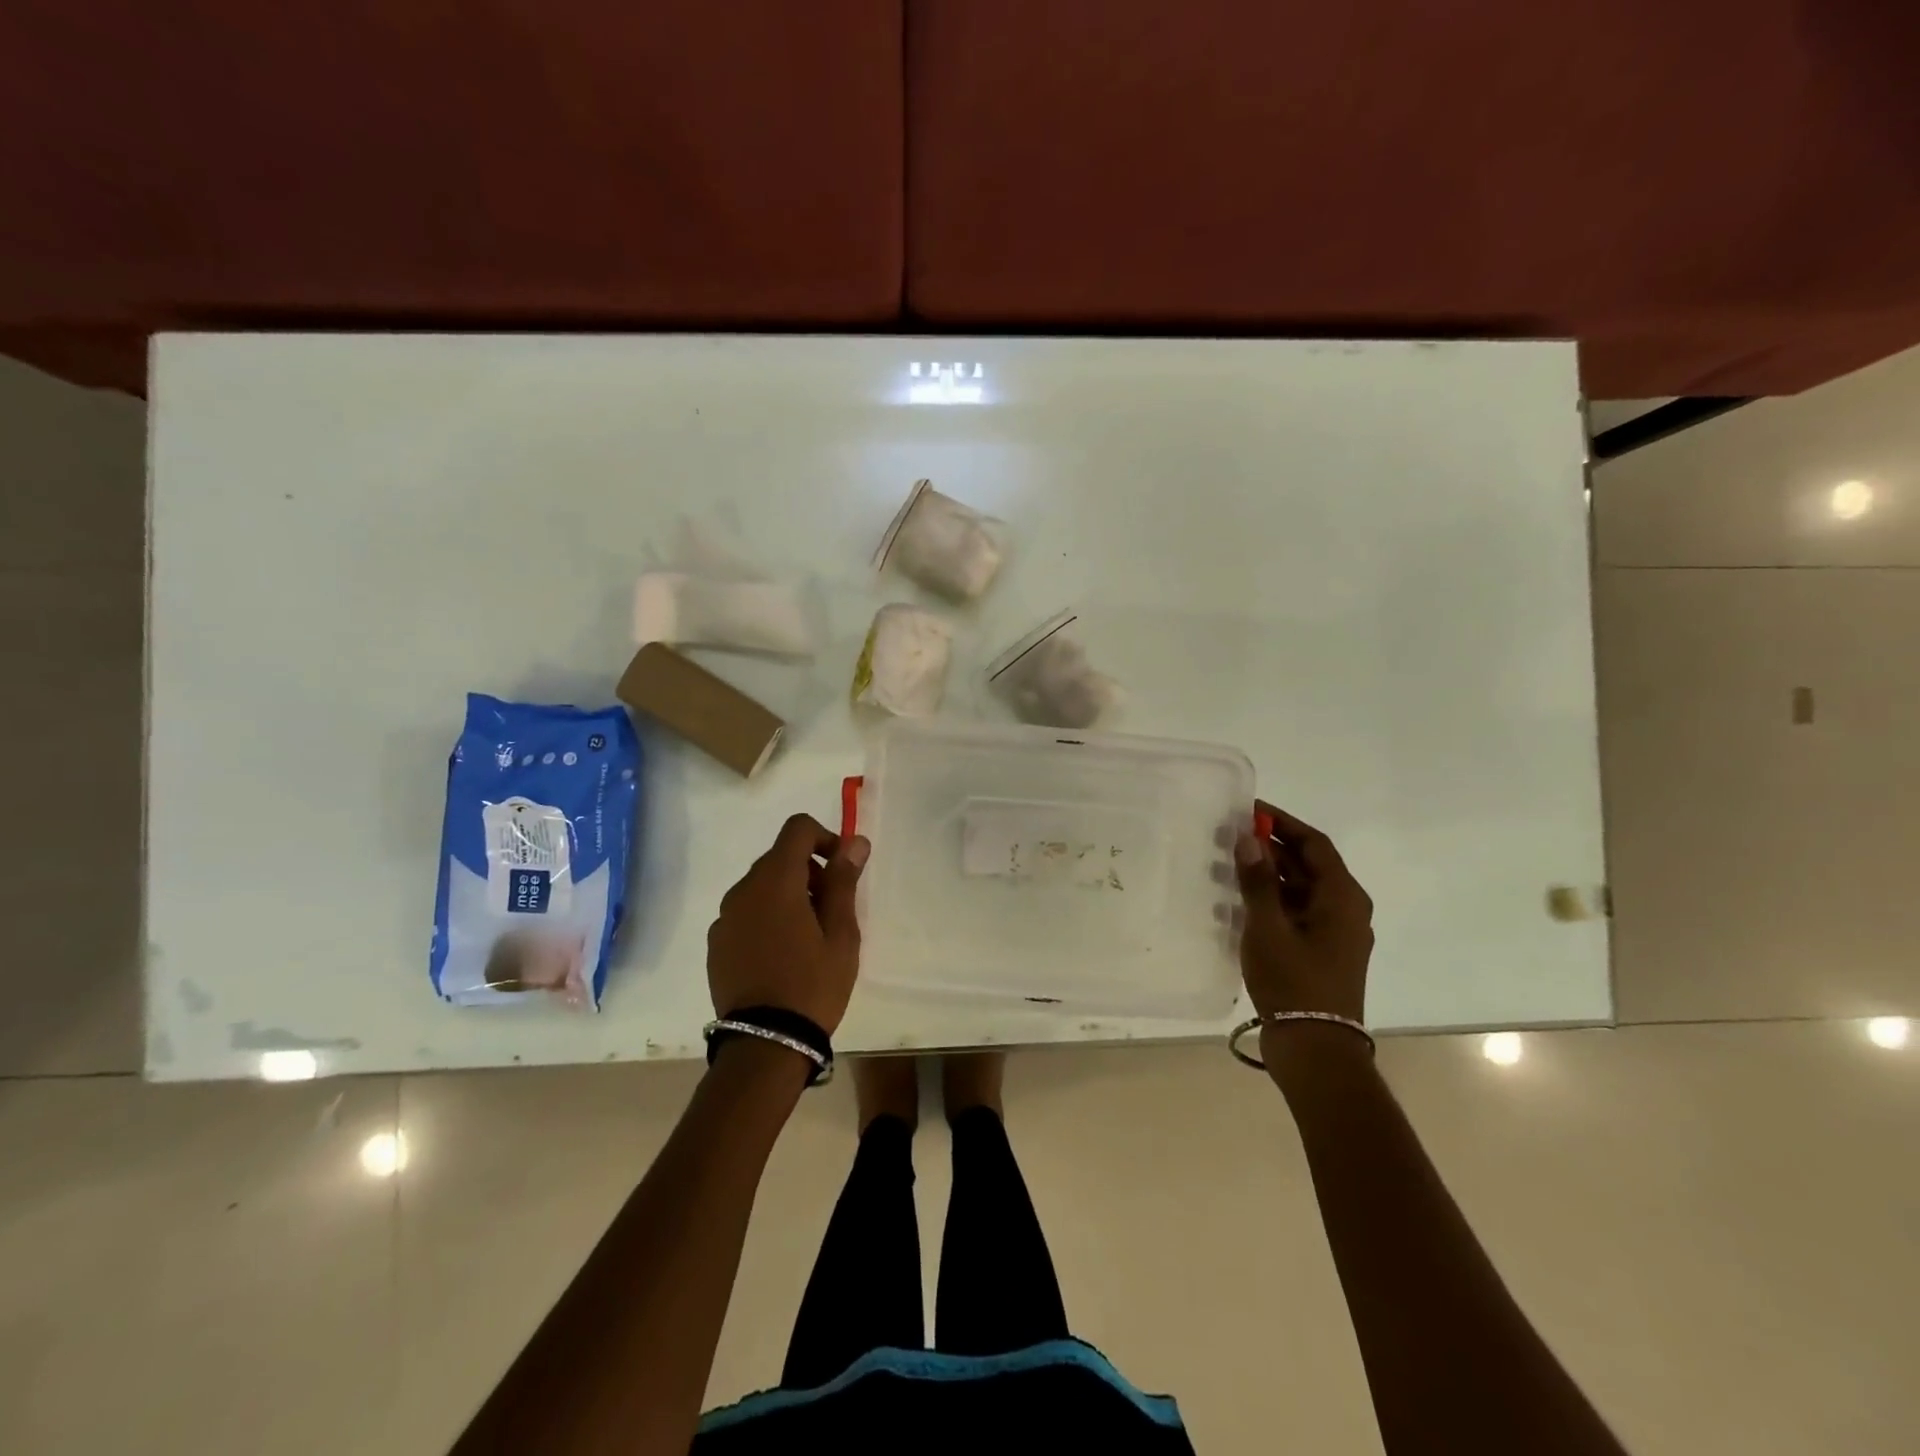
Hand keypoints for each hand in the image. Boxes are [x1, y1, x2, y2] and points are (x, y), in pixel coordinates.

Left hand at [707, 814, 869, 1033]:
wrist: (765, 1043)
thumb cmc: (813, 984)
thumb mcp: (841, 933)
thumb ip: (844, 881)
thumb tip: (854, 842)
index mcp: (776, 881)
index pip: (797, 828)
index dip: (824, 837)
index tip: (841, 869)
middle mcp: (743, 890)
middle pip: (779, 857)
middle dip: (809, 870)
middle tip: (832, 909)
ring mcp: (725, 917)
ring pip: (761, 886)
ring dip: (787, 894)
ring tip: (808, 936)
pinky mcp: (716, 943)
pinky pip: (746, 912)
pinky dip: (766, 917)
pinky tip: (781, 954)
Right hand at [1234, 800, 1372, 1023]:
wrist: (1315, 1048)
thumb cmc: (1294, 982)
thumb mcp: (1268, 927)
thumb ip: (1257, 881)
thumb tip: (1249, 838)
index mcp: (1342, 897)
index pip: (1314, 844)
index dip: (1282, 823)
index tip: (1249, 809)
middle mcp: (1345, 908)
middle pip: (1308, 864)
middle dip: (1271, 847)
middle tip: (1231, 835)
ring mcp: (1334, 931)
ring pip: (1300, 888)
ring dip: (1268, 873)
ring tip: (1228, 863)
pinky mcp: (1321, 950)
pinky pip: (1296, 910)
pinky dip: (1271, 899)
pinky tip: (1239, 900)